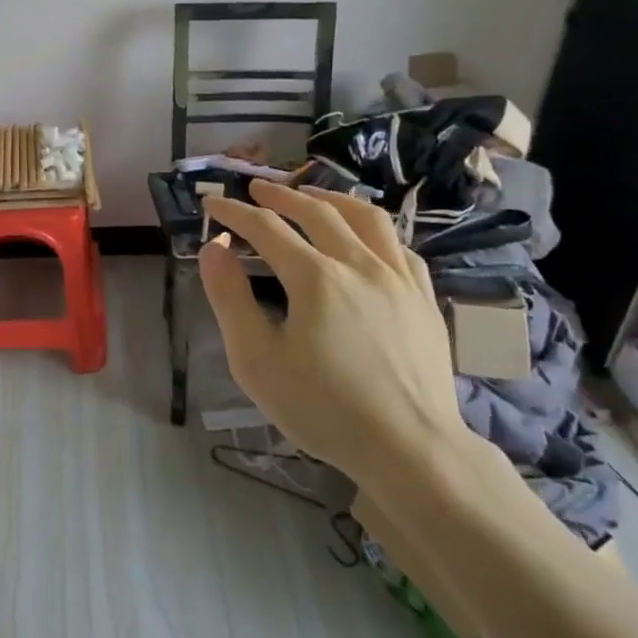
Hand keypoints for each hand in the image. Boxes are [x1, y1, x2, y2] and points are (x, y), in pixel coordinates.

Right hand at [198, 182, 464, 495]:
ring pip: (367, 217)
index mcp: (315, 277)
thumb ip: (230, 298)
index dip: (234, 211)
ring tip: (312, 195)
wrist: (411, 449)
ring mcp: (399, 278)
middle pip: (316, 210)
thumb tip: (214, 247)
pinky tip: (366, 240)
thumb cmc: (324, 408)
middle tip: (256, 188)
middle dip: (280, 195)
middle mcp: (359, 263)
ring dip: (332, 199)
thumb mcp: (257, 360)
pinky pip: (400, 246)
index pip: (266, 227)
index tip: (212, 203)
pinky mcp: (425, 298)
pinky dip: (374, 231)